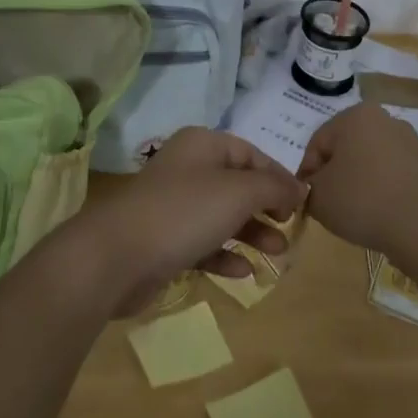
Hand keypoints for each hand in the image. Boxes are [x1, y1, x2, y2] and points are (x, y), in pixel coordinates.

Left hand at [74, 127, 306, 315]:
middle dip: (266, 207)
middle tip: (289, 230)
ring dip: (251, 233)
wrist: (117, 256)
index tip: (300, 203)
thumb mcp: (238, 192)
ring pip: (223, 215)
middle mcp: (189, 169)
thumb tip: (300, 186)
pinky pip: (204, 243)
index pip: (250, 153)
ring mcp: (174, 205)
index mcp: (203, 144)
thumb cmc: (184, 212)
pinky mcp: (165, 240)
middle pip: (237, 184)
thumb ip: (273, 187)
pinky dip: (224, 254)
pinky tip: (242, 273)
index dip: (277, 176)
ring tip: (277, 254)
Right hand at [299, 102, 417, 260]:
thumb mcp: (318, 197)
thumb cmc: (362, 201)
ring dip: (359, 179)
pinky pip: (392, 172)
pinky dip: (382, 187)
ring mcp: (409, 139)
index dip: (308, 172)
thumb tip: (315, 186)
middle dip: (335, 173)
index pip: (318, 143)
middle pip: (346, 147)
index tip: (307, 198)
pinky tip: (380, 211)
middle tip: (329, 203)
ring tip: (356, 210)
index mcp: (354, 115)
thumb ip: (308, 186)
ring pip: (370, 159)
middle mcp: (383, 118)